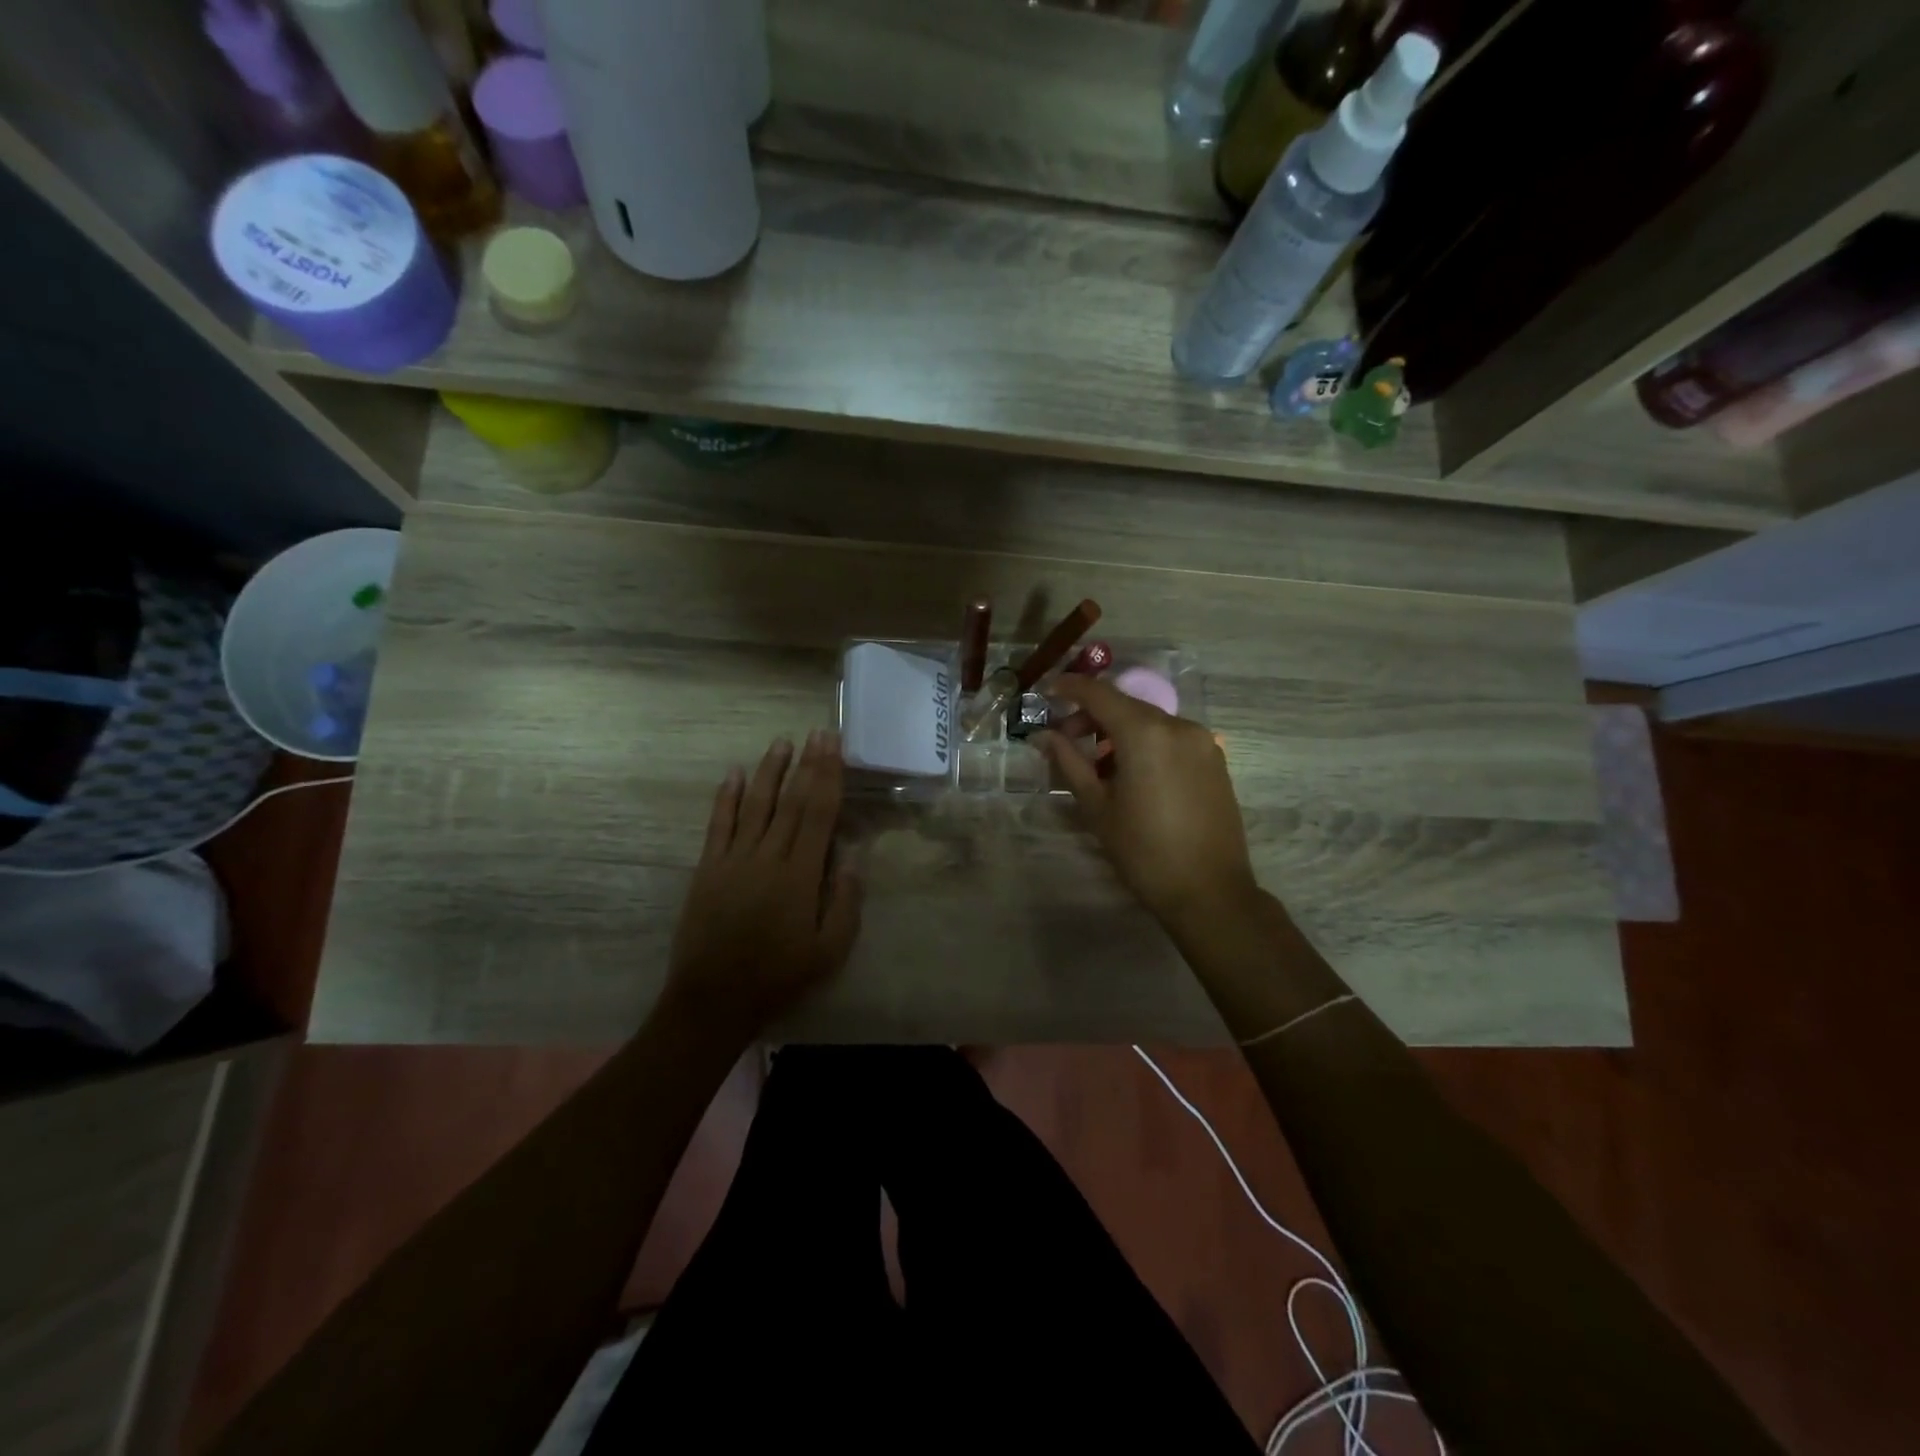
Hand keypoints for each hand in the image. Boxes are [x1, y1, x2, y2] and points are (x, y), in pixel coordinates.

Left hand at [662, 732, 862, 1047]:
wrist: (713, 999)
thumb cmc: (779, 976)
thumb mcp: (829, 951)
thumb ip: (845, 902)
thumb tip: (851, 857)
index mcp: (799, 875)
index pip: (818, 814)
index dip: (827, 776)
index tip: (833, 746)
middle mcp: (767, 857)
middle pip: (791, 801)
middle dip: (807, 764)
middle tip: (817, 732)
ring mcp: (733, 860)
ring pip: (756, 805)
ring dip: (770, 771)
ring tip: (781, 742)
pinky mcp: (708, 869)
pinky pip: (719, 824)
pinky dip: (727, 797)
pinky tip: (735, 774)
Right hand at [1034, 676, 1260, 933]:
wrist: (1210, 892)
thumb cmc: (1144, 851)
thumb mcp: (1098, 807)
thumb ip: (1069, 762)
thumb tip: (1043, 736)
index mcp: (1145, 733)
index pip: (1100, 694)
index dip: (1070, 687)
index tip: (1047, 691)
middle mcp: (1178, 726)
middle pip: (1126, 705)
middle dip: (1093, 715)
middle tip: (1066, 739)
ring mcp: (1202, 742)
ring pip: (1150, 721)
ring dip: (1120, 730)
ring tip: (1099, 765)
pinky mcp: (1215, 760)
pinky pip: (1171, 737)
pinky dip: (1146, 742)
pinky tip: (1132, 773)